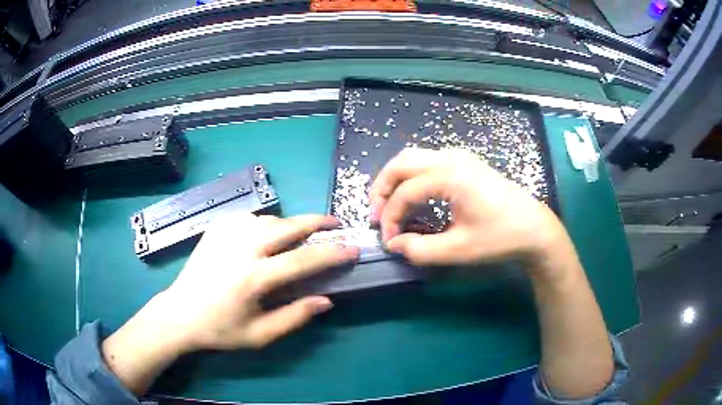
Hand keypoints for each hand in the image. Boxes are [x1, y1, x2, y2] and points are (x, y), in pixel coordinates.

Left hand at [102, 213, 357, 394]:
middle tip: (335, 224)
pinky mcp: (216, 228)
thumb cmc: (220, 330)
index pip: (302, 260)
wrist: (180, 314)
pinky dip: (264, 223)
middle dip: (316, 222)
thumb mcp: (260, 335)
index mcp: (253, 278)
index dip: (332, 254)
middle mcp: (241, 248)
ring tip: (300, 236)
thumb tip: (326, 300)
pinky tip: (265, 235)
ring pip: (269, 219)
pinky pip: (249, 217)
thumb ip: (295, 317)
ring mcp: (225, 233)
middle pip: (287, 226)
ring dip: (289, 225)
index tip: (352, 249)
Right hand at [372, 149, 614, 398]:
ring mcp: (459, 156)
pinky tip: (413, 195)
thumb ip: (420, 250)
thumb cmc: (500, 238)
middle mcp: (451, 158)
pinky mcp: (465, 161)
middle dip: (382, 188)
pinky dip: (411, 175)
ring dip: (395, 179)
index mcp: (450, 176)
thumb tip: (394, 245)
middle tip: (376, 215)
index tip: (388, 241)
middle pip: (401, 163)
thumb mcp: (459, 250)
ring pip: (413, 157)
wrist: (534, 227)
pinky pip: (427, 160)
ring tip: (389, 205)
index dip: (390, 217)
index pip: (405, 193)